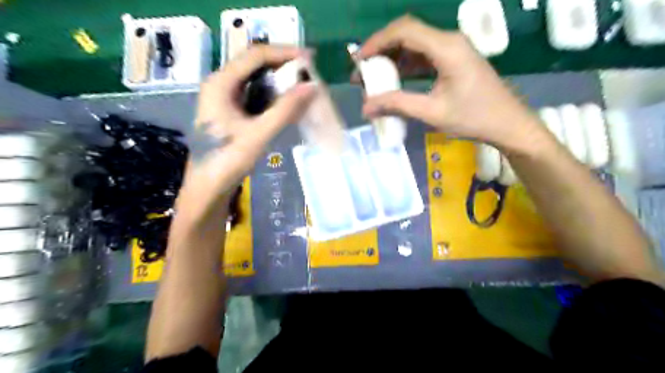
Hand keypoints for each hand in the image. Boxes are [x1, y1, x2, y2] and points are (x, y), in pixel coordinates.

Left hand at [177, 45, 314, 216]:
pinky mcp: (231, 112)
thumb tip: (312, 86)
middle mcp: (221, 85)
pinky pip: (255, 96)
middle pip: (255, 65)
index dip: (284, 53)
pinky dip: (274, 96)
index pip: (255, 56)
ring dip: (280, 81)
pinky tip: (288, 103)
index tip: (309, 59)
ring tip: (303, 86)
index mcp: (221, 84)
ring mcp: (225, 99)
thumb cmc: (227, 161)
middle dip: (283, 66)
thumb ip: (285, 109)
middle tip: (309, 73)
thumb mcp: (258, 134)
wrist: (207, 188)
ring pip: (256, 80)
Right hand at [362, 15, 547, 152]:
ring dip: (391, 59)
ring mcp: (452, 50)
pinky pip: (423, 57)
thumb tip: (365, 107)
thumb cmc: (474, 118)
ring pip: (414, 45)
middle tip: (362, 72)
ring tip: (373, 77)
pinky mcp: (452, 61)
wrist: (508, 124)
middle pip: (407, 34)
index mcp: (446, 48)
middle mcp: (448, 41)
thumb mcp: (432, 113)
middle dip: (381, 50)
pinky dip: (405, 66)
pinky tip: (393, 79)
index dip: (377, 42)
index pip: (404, 31)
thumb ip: (398, 105)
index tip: (359, 61)